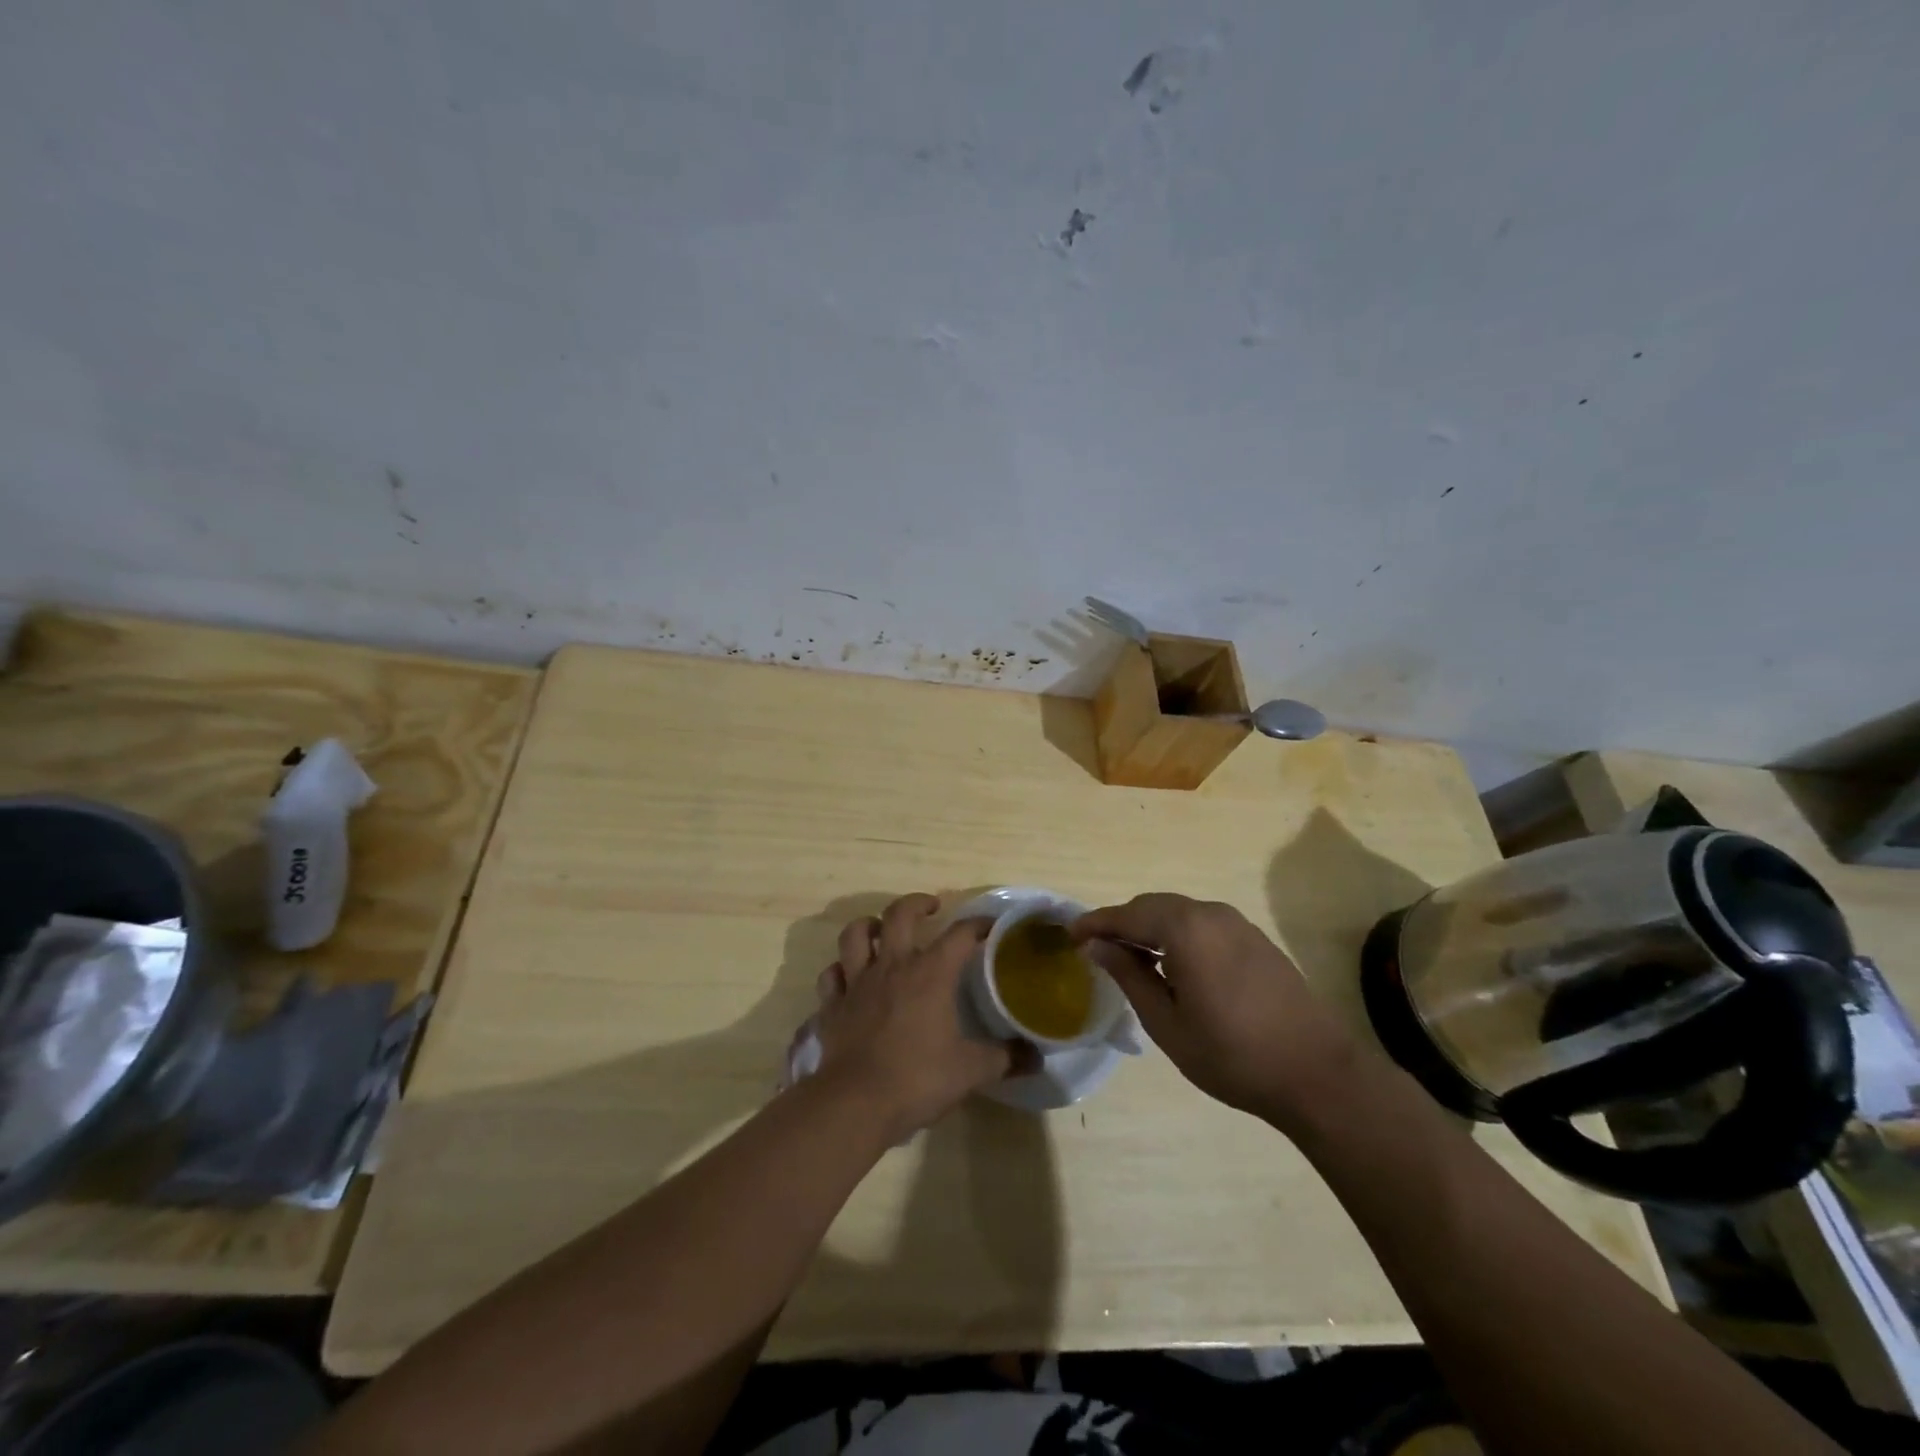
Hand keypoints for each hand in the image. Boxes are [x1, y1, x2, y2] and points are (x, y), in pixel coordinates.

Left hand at [812, 894, 1028, 1139]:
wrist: (855, 1103)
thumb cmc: (918, 1079)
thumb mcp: (971, 1071)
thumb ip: (1005, 1058)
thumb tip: (1036, 1057)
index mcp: (930, 974)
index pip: (959, 934)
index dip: (978, 925)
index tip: (990, 926)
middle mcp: (892, 967)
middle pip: (898, 914)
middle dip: (916, 904)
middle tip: (931, 909)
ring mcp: (857, 983)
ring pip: (855, 935)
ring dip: (869, 926)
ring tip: (882, 930)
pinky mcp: (832, 1006)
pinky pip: (832, 975)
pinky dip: (840, 970)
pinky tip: (849, 977)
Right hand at [1074, 893, 1359, 1127]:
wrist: (1317, 1074)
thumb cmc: (1232, 1055)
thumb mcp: (1166, 1022)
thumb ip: (1128, 976)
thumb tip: (1096, 946)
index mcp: (1185, 928)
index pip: (1127, 914)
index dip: (1095, 923)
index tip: (1070, 934)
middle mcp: (1210, 913)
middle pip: (1153, 906)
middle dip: (1122, 923)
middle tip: (1097, 948)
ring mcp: (1238, 924)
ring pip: (1179, 913)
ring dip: (1151, 928)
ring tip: (1131, 958)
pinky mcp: (1255, 939)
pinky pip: (1203, 924)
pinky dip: (1178, 935)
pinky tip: (1173, 965)